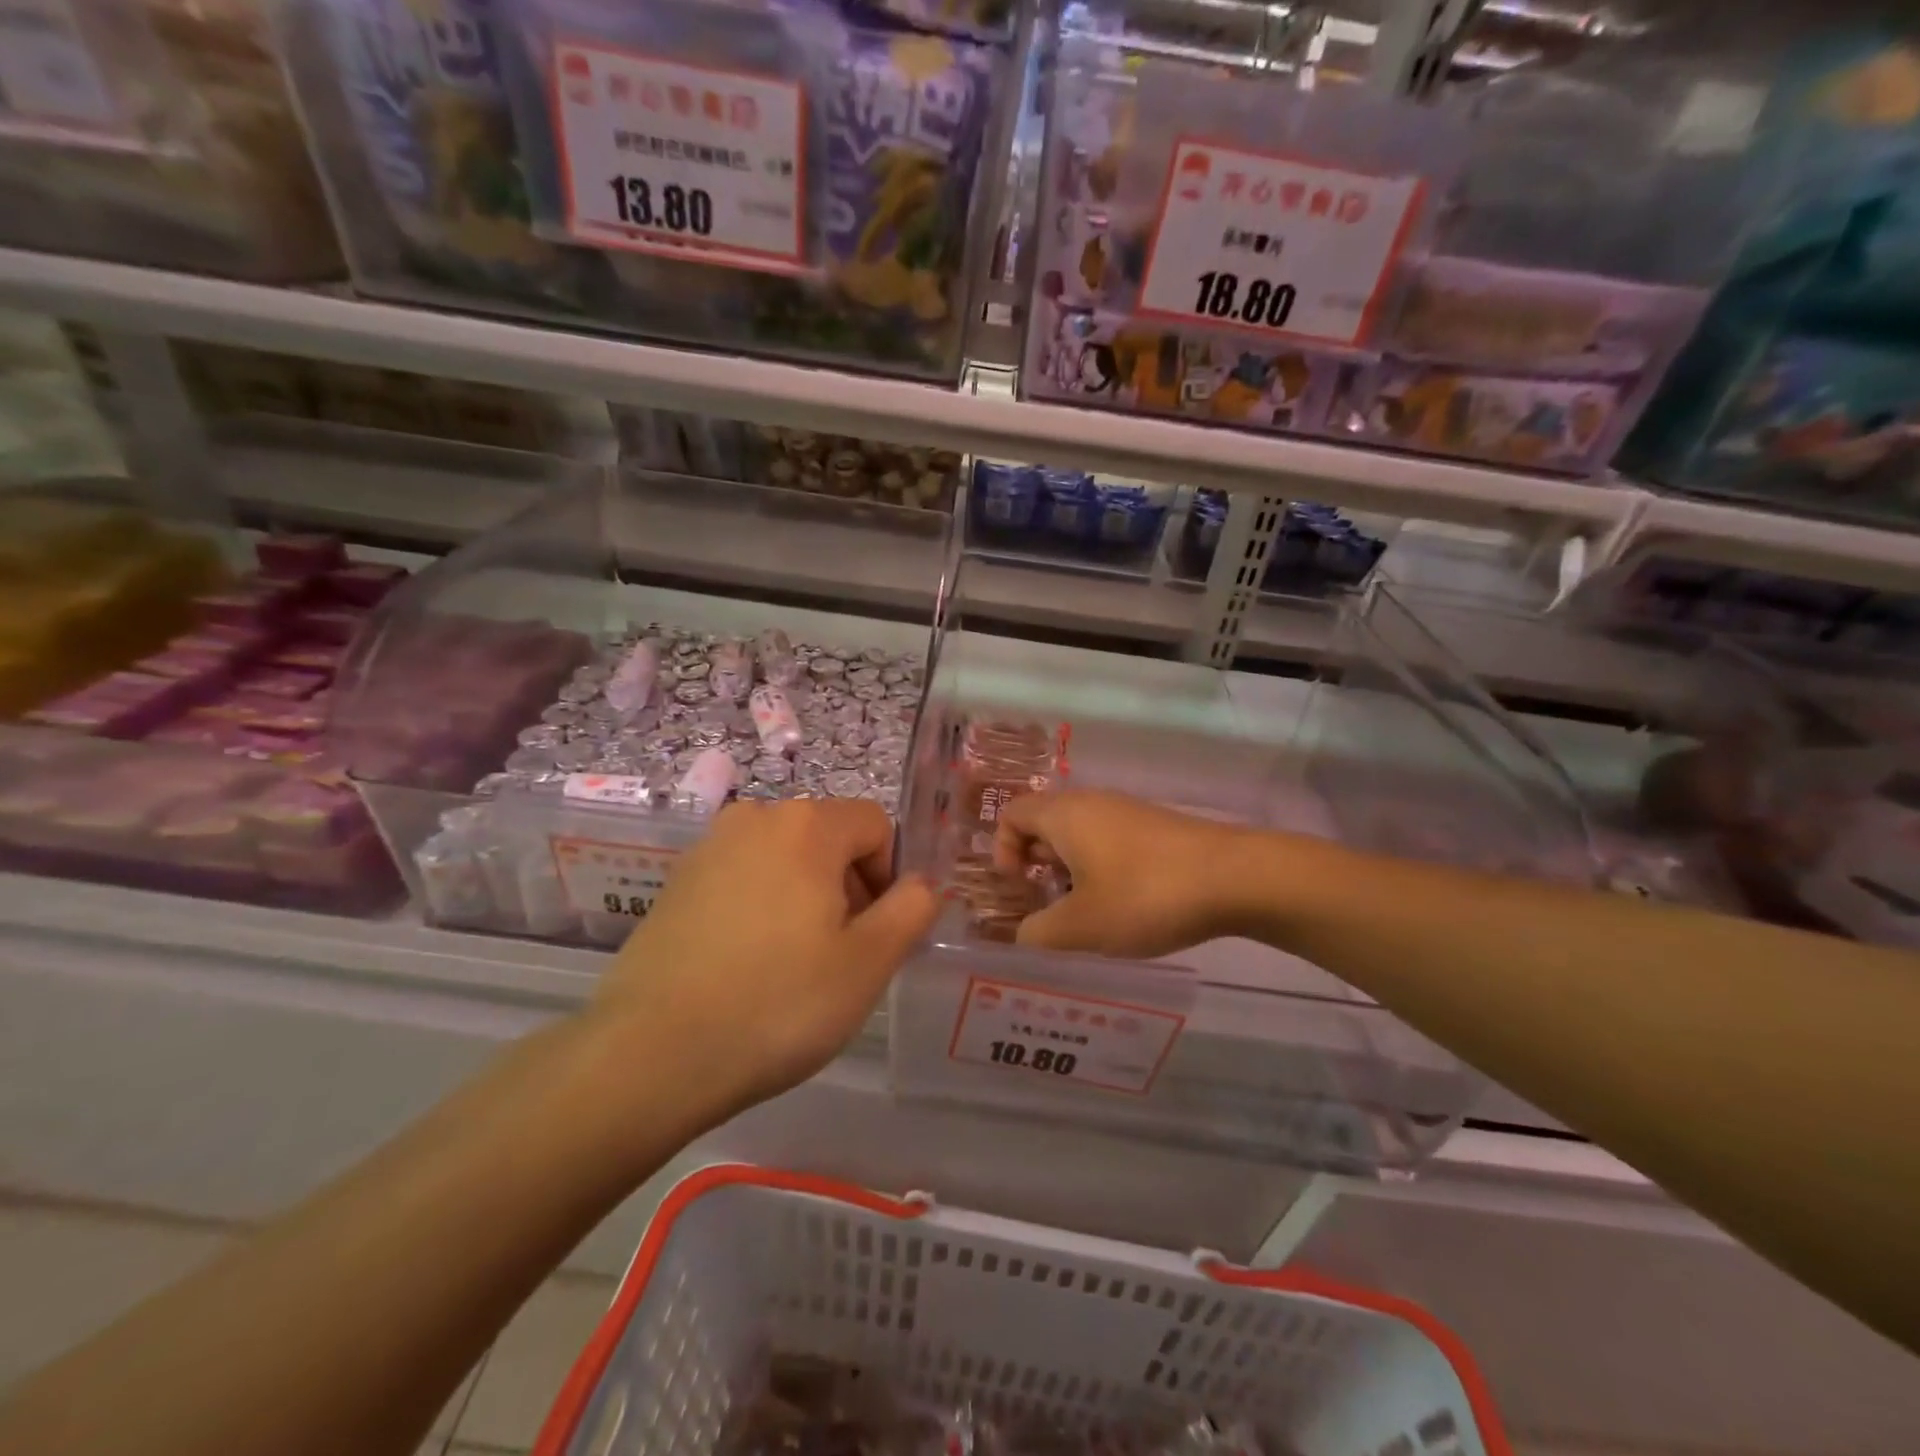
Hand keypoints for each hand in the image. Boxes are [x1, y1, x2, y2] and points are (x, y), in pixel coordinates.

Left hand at [591, 799, 937, 1116]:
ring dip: (805, 897)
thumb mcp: (869, 963)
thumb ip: (912, 909)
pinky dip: (761, 906)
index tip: (874, 933)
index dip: (889, 876)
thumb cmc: (778, 1003)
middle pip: (829, 838)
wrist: (650, 1054)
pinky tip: (746, 965)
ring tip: (791, 964)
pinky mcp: (676, 881)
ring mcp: (709, 847)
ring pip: (786, 858)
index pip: (876, 825)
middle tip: (837, 955)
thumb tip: (922, 883)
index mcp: (807, 824)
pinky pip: (743, 877)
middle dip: (848, 887)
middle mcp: (756, 817)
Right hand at [993, 790, 1245, 957]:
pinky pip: (1111, 842)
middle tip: (1046, 906)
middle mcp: (1092, 803)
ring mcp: (1128, 813)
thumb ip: (1038, 934)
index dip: (1001, 849)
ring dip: (1070, 871)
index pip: (1011, 813)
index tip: (1018, 888)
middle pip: (1044, 824)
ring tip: (1084, 914)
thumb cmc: (1144, 895)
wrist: (1235, 877)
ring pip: (1080, 836)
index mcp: (1064, 815)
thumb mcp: (1081, 927)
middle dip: (1035, 865)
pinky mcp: (1157, 829)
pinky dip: (1102, 870)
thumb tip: (1023, 935)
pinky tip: (1124, 906)